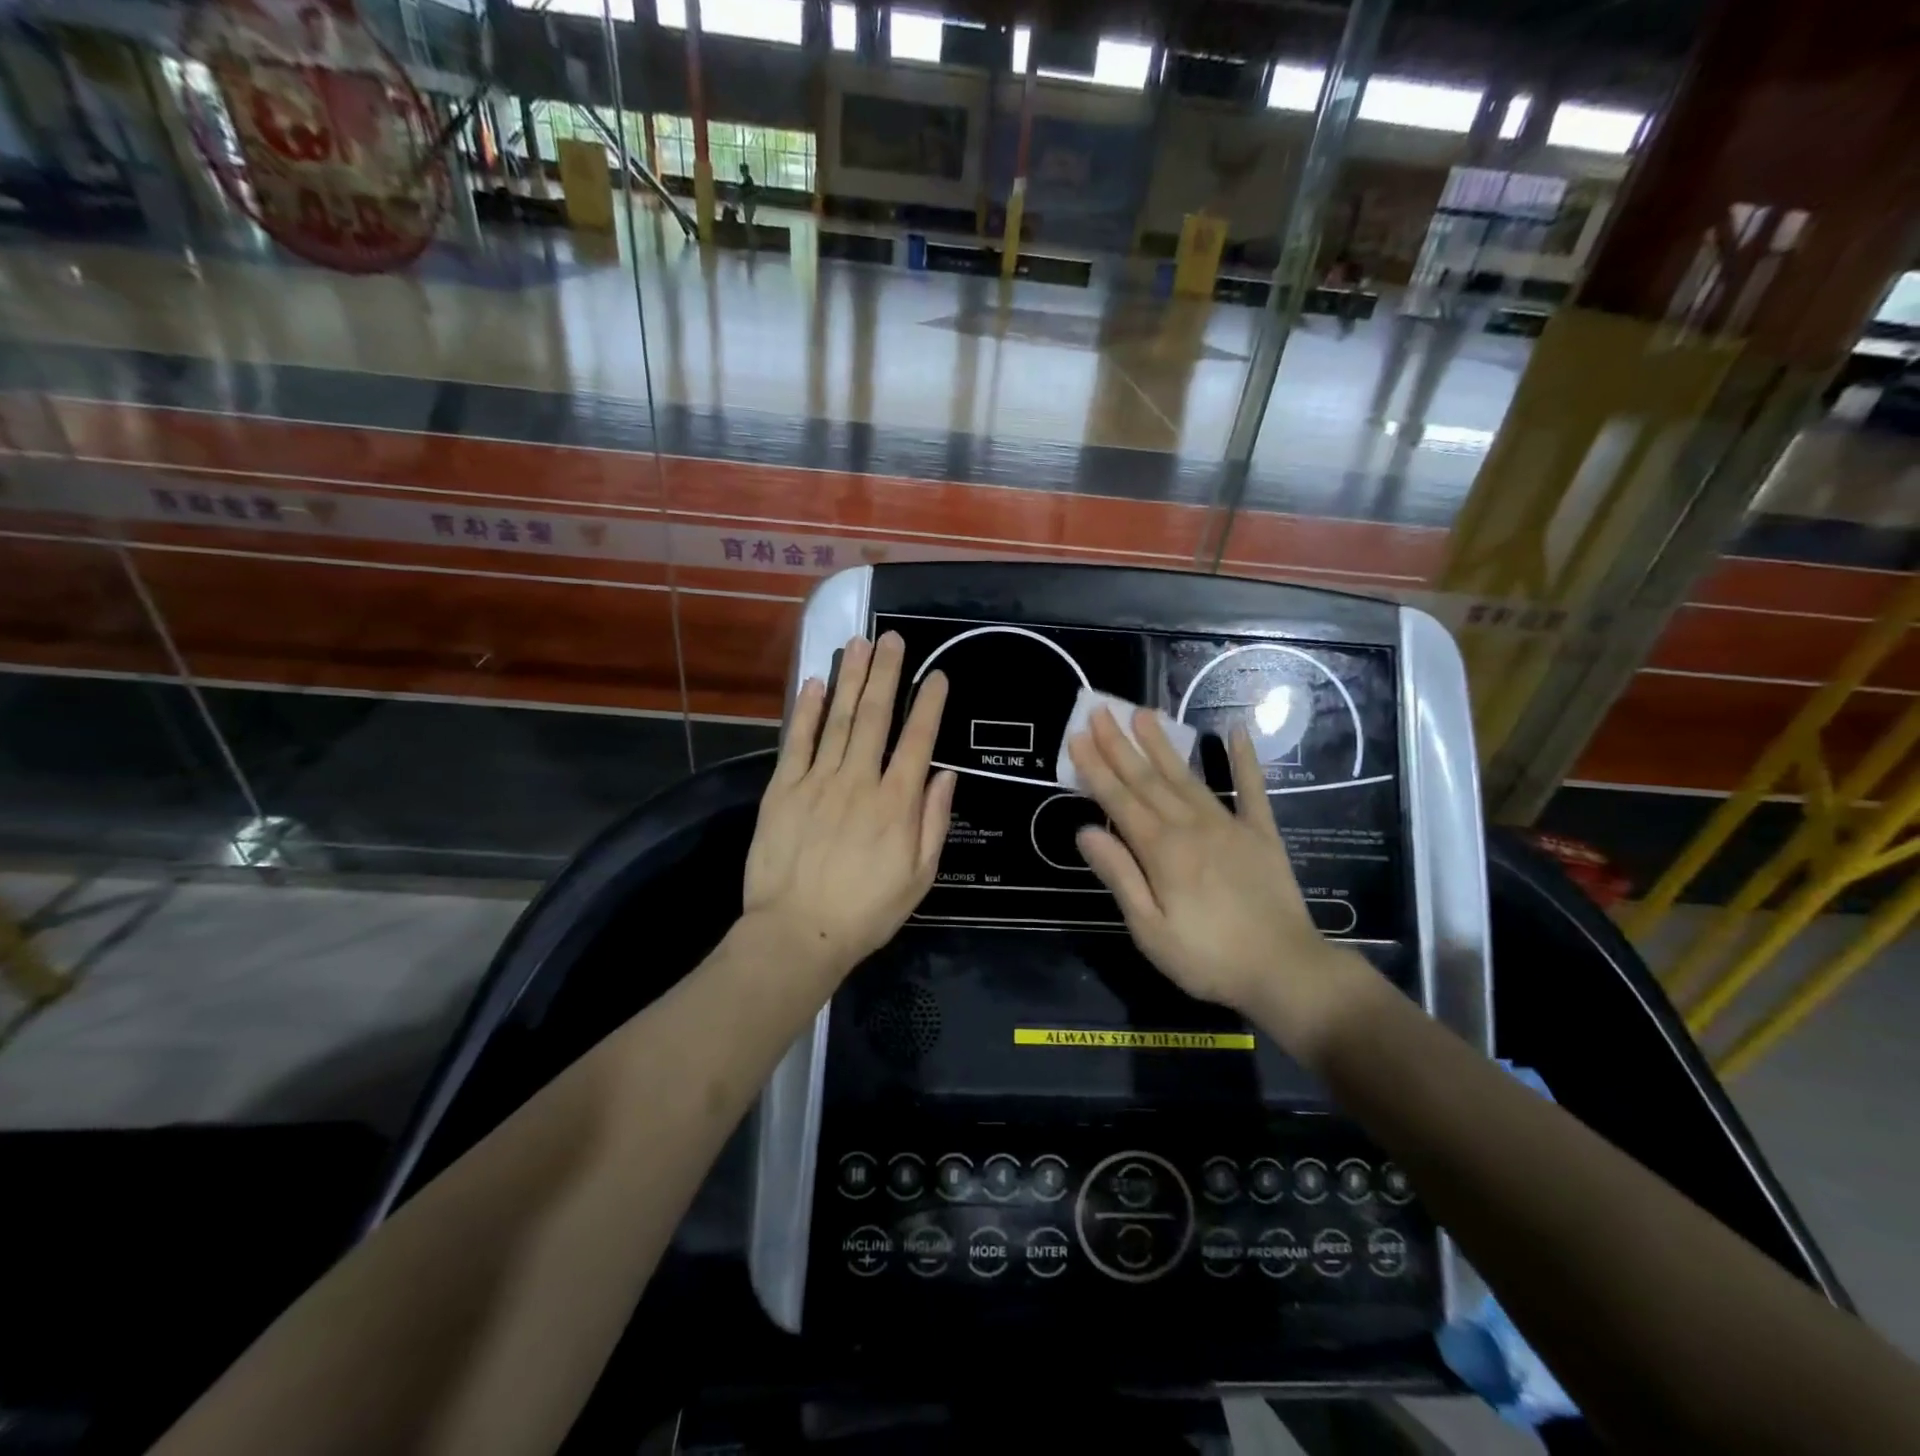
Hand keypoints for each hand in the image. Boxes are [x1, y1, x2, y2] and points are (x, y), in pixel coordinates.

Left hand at [743, 632, 955, 981]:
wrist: (797, 933)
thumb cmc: (866, 911)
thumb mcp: (919, 876)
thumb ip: (933, 822)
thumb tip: (944, 775)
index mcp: (896, 804)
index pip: (917, 741)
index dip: (929, 705)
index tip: (936, 675)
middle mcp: (859, 781)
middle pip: (876, 717)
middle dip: (887, 674)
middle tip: (893, 638)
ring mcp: (817, 782)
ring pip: (839, 720)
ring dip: (852, 679)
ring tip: (861, 644)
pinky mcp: (783, 790)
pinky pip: (798, 741)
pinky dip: (808, 710)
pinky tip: (817, 682)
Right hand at [1066, 707, 1370, 1062]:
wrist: (1286, 971)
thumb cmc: (1208, 958)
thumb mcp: (1150, 930)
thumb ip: (1119, 876)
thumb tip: (1085, 832)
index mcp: (1162, 850)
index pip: (1119, 800)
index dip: (1095, 768)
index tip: (1077, 737)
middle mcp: (1191, 826)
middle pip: (1148, 779)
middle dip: (1120, 744)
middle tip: (1101, 711)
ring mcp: (1229, 825)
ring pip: (1187, 777)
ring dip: (1163, 744)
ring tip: (1145, 713)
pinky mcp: (1261, 834)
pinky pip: (1252, 789)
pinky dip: (1244, 760)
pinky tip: (1237, 733)